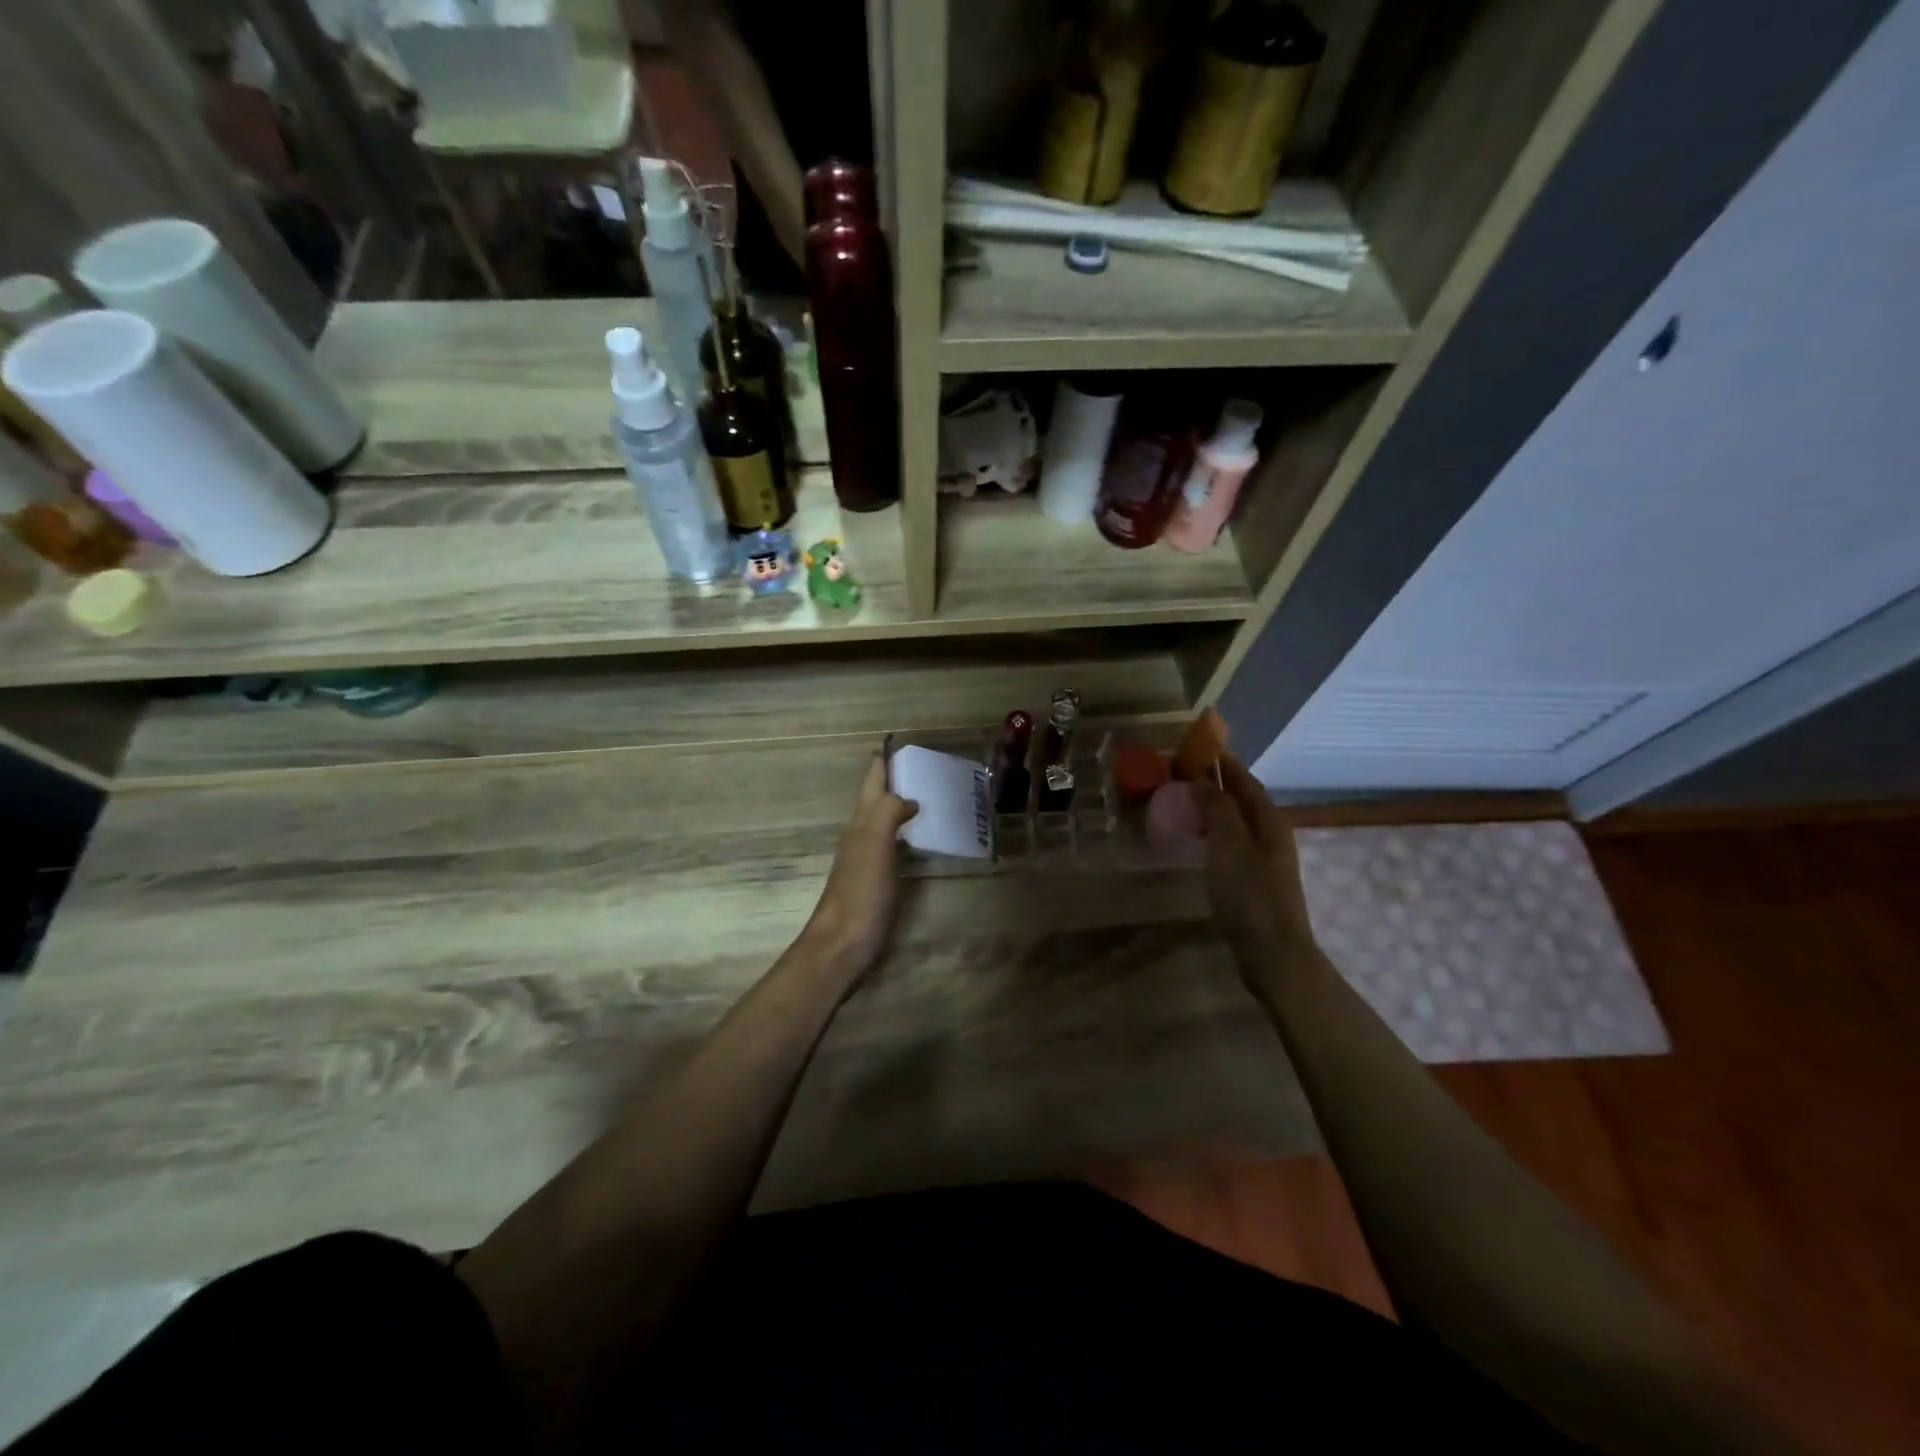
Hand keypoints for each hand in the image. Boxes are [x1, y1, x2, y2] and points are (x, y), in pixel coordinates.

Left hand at [802, 752, 918, 980]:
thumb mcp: (873, 845)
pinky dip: (905, 833)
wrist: (841, 945)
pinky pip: (893, 845)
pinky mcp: (877, 881)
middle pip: (876, 799)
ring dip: (899, 805)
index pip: (871, 783)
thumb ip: (887, 813)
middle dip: (893, 780)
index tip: (897, 741)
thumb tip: (908, 797)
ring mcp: (867, 860)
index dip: (881, 761)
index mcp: (860, 824)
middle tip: (923, 766)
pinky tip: (919, 839)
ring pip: (883, 821)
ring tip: (927, 795)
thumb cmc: (859, 894)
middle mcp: (861, 836)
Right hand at [1191, 753, 1316, 967]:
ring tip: (1180, 801)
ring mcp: (1264, 859)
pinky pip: (1230, 843)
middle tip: (1178, 774)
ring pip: (1235, 821)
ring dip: (1211, 807)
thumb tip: (1203, 778)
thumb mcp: (1229, 844)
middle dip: (1214, 782)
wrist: (1272, 952)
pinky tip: (1194, 840)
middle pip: (1241, 798)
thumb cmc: (1249, 894)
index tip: (1193, 747)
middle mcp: (1270, 834)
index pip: (1244, 779)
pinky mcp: (1253, 880)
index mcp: (1269, 820)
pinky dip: (1211, 832)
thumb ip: (1217, 807)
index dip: (1221, 762)